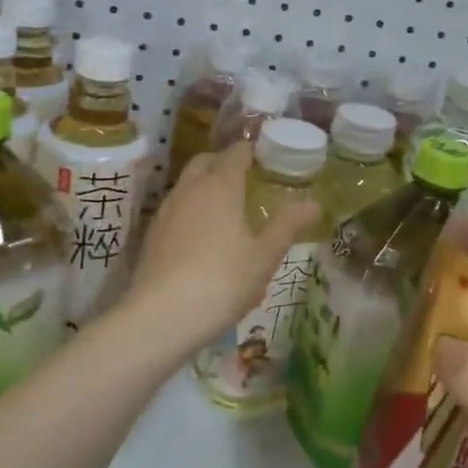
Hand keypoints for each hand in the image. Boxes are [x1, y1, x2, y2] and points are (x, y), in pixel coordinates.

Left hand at [123, 141, 318, 347]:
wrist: (161, 317)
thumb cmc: (222, 280)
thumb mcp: (264, 256)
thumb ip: (287, 225)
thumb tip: (314, 203)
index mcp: (220, 185)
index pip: (235, 152)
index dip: (252, 150)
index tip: (268, 157)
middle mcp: (189, 189)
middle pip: (206, 161)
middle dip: (226, 163)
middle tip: (249, 178)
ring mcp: (166, 211)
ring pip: (188, 184)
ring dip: (207, 186)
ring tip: (230, 208)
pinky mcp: (153, 235)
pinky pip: (178, 209)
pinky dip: (193, 210)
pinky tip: (206, 238)